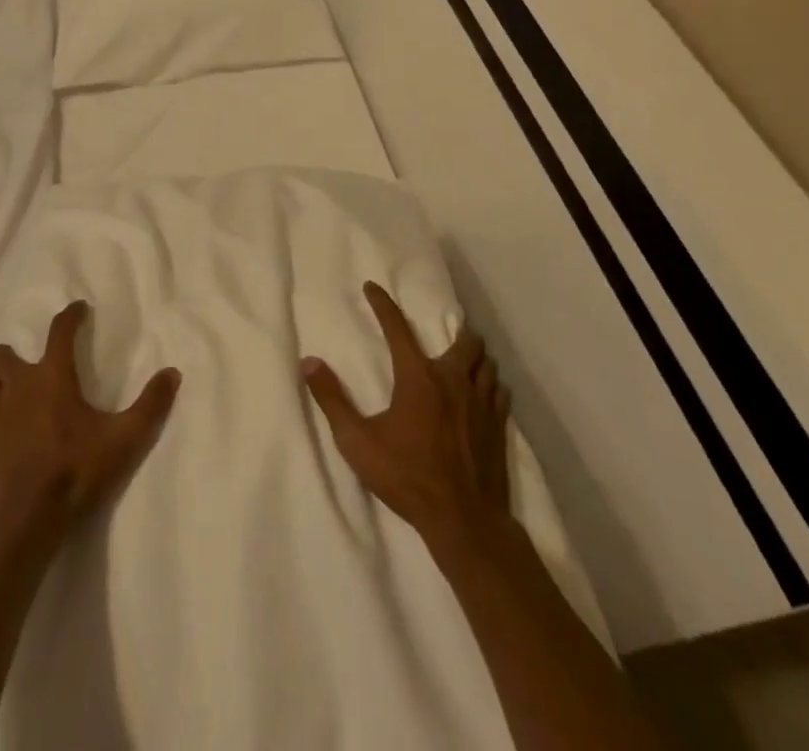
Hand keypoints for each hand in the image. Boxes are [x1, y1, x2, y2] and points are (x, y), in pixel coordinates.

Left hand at [0, 301, 180, 540]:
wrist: (27, 519)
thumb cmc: (77, 471)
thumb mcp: (124, 439)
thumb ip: (151, 405)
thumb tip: (173, 373)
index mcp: (53, 375)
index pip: (60, 330)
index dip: (70, 315)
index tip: (79, 309)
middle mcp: (20, 384)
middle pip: (4, 353)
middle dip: (16, 353)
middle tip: (35, 366)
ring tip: (15, 390)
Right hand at [303, 282, 513, 545]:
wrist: (464, 520)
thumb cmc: (407, 477)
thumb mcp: (357, 442)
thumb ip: (332, 400)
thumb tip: (309, 363)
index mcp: (417, 377)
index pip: (397, 327)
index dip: (382, 304)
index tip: (372, 287)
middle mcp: (452, 380)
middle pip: (464, 340)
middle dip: (455, 330)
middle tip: (443, 333)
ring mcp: (481, 403)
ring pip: (486, 363)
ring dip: (475, 357)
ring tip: (465, 360)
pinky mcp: (499, 426)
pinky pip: (499, 391)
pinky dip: (491, 384)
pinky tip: (485, 393)